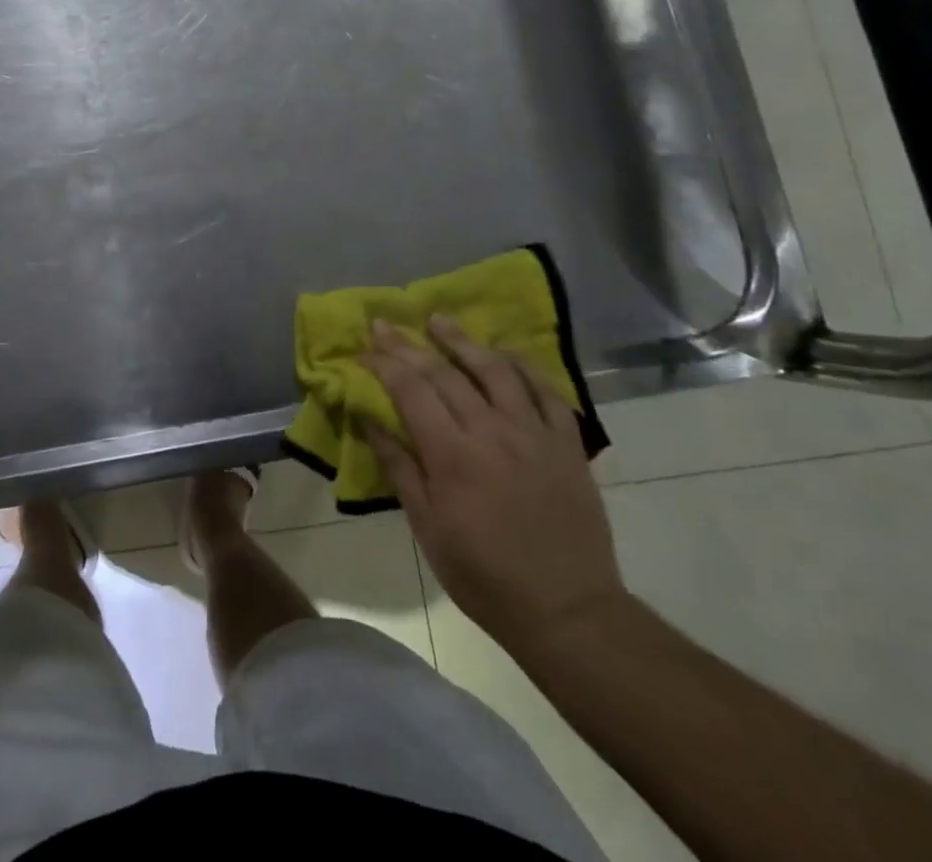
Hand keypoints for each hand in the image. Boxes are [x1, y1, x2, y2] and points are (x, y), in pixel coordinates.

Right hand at [363, 317, 626, 658]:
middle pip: (444, 373)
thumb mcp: (427, 527)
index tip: (364, 350)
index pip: (410, 390)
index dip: (383, 364)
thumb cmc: (484, 575)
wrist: (568, 611)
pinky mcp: (566, 444)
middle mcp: (492, 432)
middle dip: (408, 346)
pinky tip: (503, 352)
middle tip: (384, 325)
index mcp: (452, 455)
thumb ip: (398, 466)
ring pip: (494, 370)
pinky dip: (522, 365)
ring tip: (438, 320)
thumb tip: (368, 418)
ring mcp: (534, 434)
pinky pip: (545, 391)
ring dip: (462, 340)